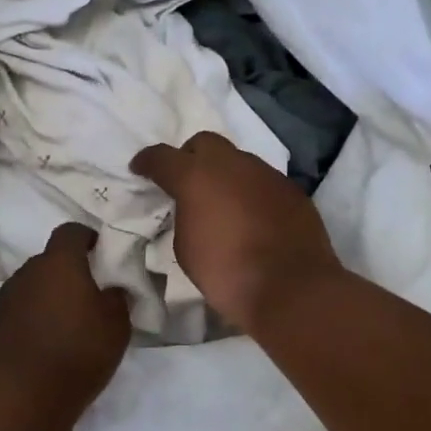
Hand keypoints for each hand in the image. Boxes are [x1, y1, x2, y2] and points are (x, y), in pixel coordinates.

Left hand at [0, 223, 130, 417]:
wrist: (23, 395)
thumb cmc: (78, 352)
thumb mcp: (117, 326)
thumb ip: (116, 298)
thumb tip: (110, 289)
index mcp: (59, 263)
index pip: (70, 231)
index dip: (86, 237)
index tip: (99, 252)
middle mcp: (27, 273)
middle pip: (48, 261)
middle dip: (66, 272)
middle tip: (85, 296)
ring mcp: (4, 299)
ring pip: (30, 287)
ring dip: (45, 297)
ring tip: (62, 324)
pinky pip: (16, 313)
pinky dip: (28, 320)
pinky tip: (40, 345)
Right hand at [132, 131, 343, 331]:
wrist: (290, 287)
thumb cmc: (226, 272)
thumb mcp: (186, 247)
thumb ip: (184, 216)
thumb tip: (194, 207)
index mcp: (196, 177)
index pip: (162, 157)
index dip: (147, 161)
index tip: (139, 169)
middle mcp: (231, 165)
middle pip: (204, 143)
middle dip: (190, 157)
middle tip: (186, 182)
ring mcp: (266, 174)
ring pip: (237, 160)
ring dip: (224, 174)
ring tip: (222, 202)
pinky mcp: (291, 189)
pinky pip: (262, 181)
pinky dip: (250, 191)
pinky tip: (251, 216)